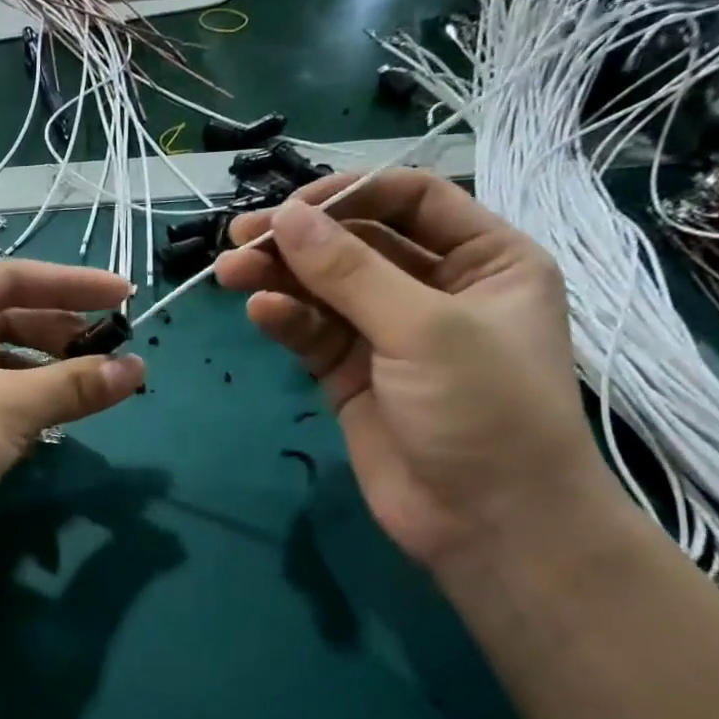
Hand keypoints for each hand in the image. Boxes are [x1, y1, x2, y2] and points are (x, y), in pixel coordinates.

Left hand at [0, 260, 145, 581]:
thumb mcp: (4, 405)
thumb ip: (73, 383)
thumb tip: (137, 370)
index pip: (6, 280)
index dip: (70, 285)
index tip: (124, 295)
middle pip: (3, 320)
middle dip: (60, 332)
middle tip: (114, 347)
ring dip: (48, 371)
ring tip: (97, 381)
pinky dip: (28, 403)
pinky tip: (61, 414)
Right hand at [215, 169, 623, 571]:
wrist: (488, 523)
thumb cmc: (484, 409)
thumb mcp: (424, 328)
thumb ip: (349, 272)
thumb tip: (285, 216)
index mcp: (485, 259)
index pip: (410, 200)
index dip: (349, 195)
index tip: (289, 206)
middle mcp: (436, 288)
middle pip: (357, 244)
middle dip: (300, 240)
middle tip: (240, 239)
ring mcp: (389, 334)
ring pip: (325, 290)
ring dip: (280, 278)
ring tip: (230, 274)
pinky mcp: (351, 374)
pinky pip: (314, 333)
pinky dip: (286, 320)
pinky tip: (261, 313)